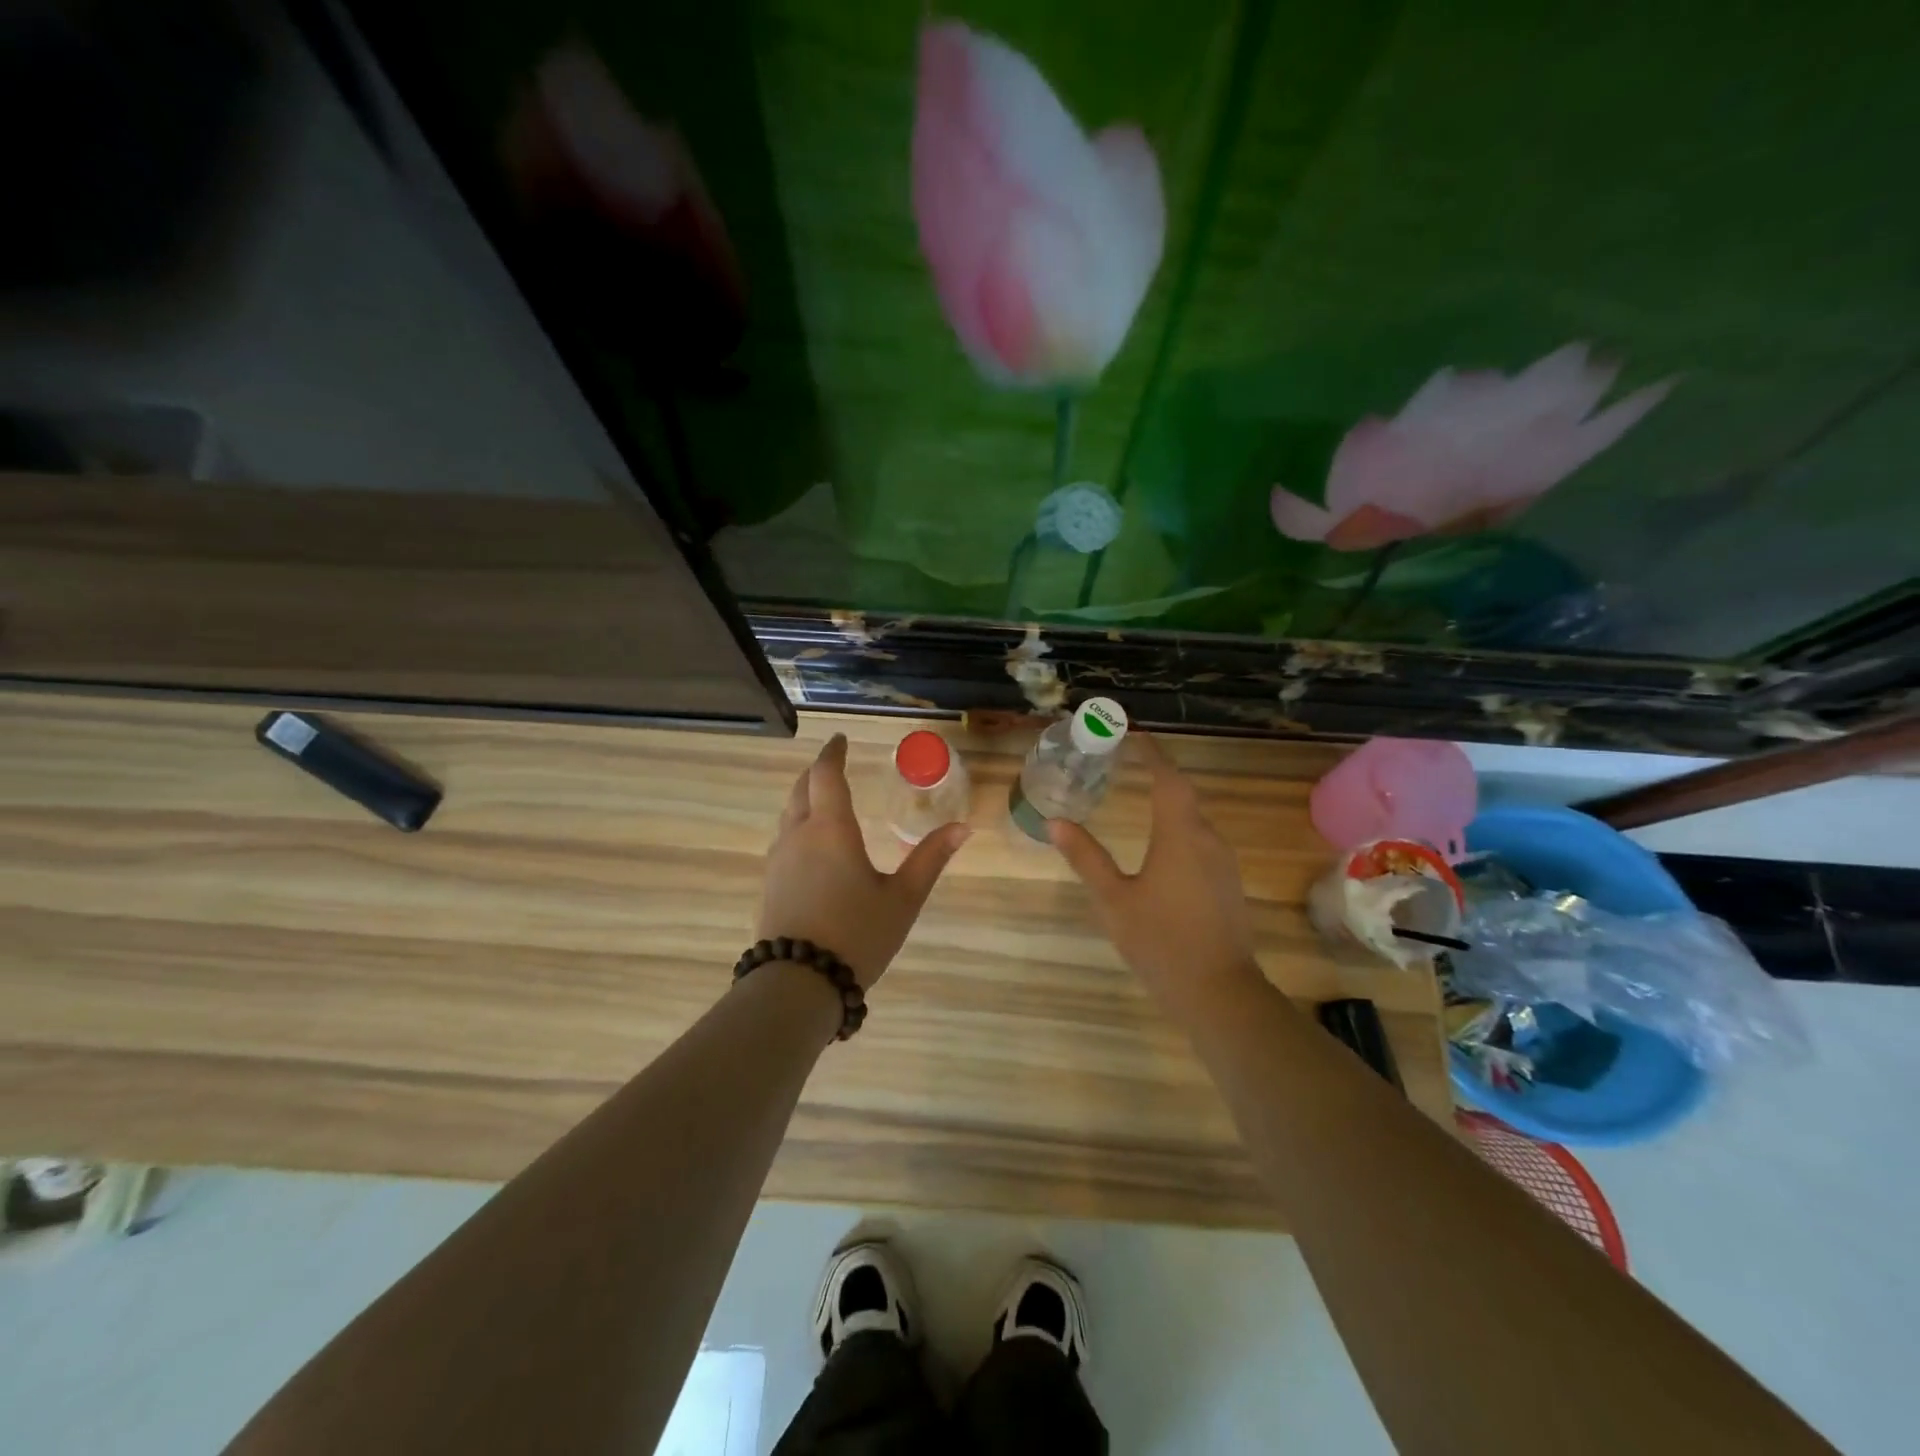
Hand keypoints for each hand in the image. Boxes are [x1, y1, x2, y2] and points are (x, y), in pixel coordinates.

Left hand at [757, 734, 970, 989]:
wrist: (798, 984)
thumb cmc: (857, 934)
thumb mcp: (903, 898)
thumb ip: (930, 859)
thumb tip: (962, 827)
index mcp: (831, 829)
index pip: (826, 775)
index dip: (833, 753)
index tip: (841, 739)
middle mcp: (798, 836)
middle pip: (801, 789)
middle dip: (817, 773)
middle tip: (833, 765)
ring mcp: (778, 861)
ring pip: (788, 815)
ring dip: (804, 799)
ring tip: (824, 800)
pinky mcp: (770, 884)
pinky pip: (783, 840)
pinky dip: (798, 825)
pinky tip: (811, 845)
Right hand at [1049, 734, 1262, 1020]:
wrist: (1219, 992)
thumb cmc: (1161, 941)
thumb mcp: (1114, 900)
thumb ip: (1087, 858)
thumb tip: (1056, 823)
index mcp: (1180, 835)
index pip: (1168, 778)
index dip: (1152, 754)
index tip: (1132, 736)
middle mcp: (1207, 839)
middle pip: (1183, 794)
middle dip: (1157, 774)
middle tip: (1127, 763)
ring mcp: (1222, 862)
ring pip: (1193, 819)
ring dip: (1168, 802)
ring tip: (1138, 796)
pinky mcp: (1226, 883)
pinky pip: (1200, 841)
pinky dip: (1178, 828)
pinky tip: (1159, 845)